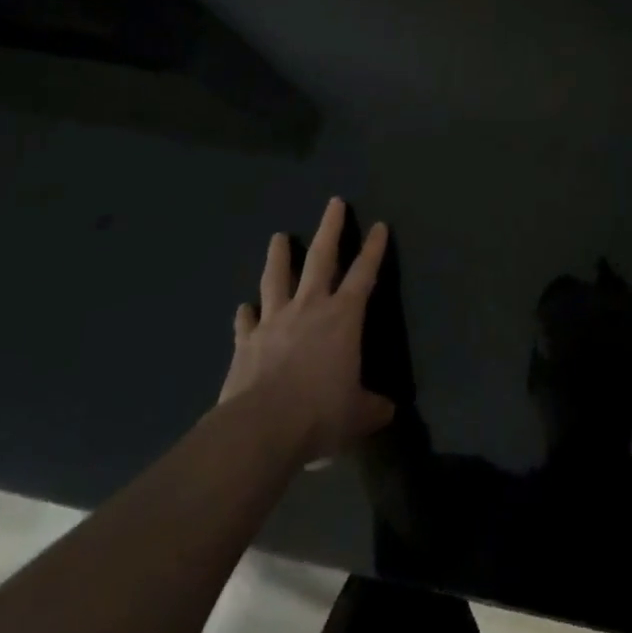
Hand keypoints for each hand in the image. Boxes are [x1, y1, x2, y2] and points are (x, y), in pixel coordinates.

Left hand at [218, 198, 395, 462]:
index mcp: (343, 317)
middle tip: (334, 203)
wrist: (260, 430)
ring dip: (280, 256)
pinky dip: (246, 314)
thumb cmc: (319, 415)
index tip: (379, 225)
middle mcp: (310, 308)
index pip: (364, 273)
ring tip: (279, 237)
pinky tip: (243, 308)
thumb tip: (388, 411)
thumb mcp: (357, 415)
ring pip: (278, 278)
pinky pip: (247, 322)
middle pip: (322, 258)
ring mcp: (274, 322)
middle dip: (330, 228)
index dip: (374, 249)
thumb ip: (372, 408)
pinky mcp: (246, 343)